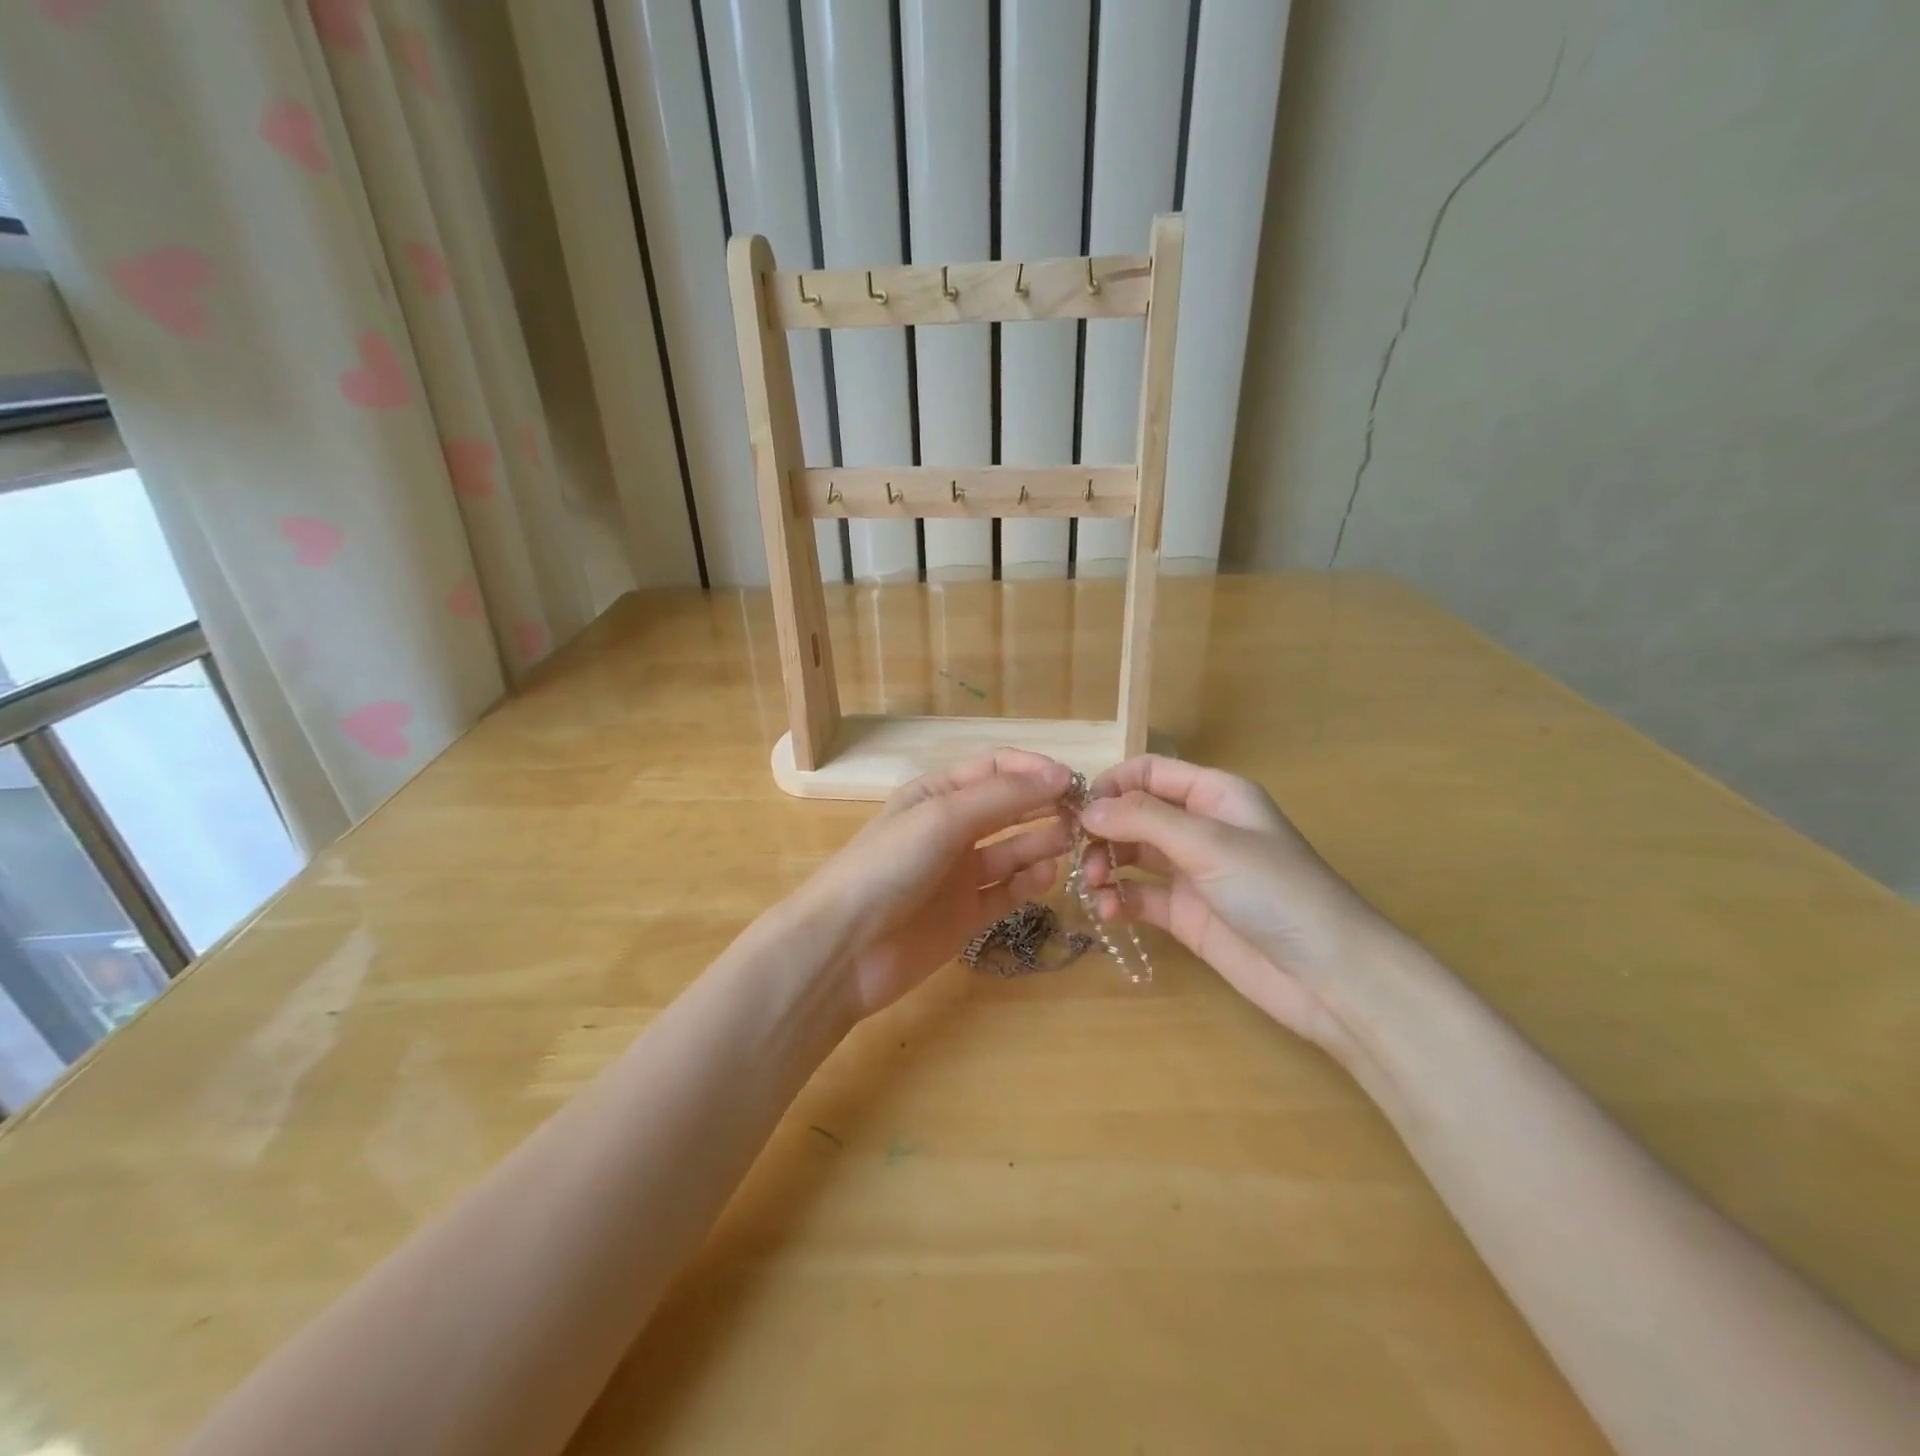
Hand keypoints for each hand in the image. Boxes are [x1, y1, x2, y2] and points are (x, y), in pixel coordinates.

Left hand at [794, 749, 1072, 1018]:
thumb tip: (1061, 774)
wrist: (844, 948)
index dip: (1035, 770)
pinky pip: (1007, 892)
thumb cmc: (889, 866)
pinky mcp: (966, 914)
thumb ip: (1003, 796)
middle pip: (1009, 807)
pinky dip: (1028, 883)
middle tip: (1086, 815)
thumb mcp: (944, 817)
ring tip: (1075, 842)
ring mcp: (959, 873)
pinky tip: (1046, 876)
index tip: (1074, 782)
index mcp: (938, 793)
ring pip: (1013, 849)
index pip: (996, 768)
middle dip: (1045, 805)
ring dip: (1043, 842)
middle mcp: (951, 828)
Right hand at [1079, 756, 1392, 1054]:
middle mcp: (1200, 828)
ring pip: (1132, 856)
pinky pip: (1140, 896)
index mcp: (1214, 795)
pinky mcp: (1186, 914)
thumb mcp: (1209, 843)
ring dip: (1106, 866)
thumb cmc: (1274, 890)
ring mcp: (1192, 873)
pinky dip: (1118, 900)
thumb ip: (1144, 820)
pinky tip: (1108, 912)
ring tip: (1094, 887)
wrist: (1328, 974)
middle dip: (1104, 831)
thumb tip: (1087, 808)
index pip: (1149, 773)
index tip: (1079, 811)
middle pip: (1134, 815)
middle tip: (1080, 855)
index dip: (1112, 785)